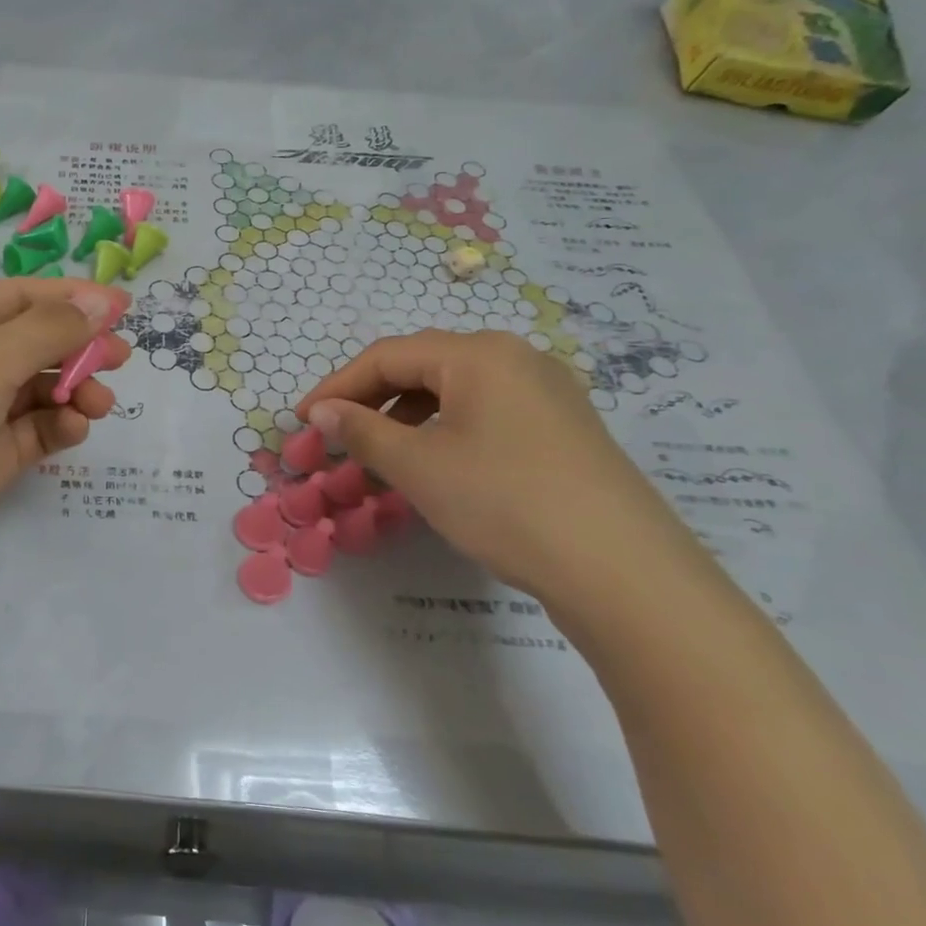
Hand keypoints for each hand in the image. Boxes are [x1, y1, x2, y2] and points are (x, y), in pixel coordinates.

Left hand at [0, 279, 131, 623]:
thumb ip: (50, 330)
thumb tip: (102, 303)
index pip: (18, 297)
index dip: (72, 299)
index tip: (125, 308)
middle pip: (32, 344)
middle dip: (77, 348)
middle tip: (121, 359)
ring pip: (36, 391)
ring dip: (72, 391)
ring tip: (98, 404)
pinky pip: (31, 433)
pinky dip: (56, 427)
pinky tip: (74, 429)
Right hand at [296, 330, 702, 604]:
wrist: (622, 571)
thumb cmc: (505, 502)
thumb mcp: (419, 466)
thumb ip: (362, 431)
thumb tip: (322, 412)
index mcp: (479, 354)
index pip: (387, 356)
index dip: (337, 386)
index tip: (303, 421)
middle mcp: (515, 358)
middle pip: (422, 367)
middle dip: (370, 400)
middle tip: (335, 436)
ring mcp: (546, 392)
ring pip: (454, 392)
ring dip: (405, 417)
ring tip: (378, 455)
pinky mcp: (562, 428)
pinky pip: (485, 413)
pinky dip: (444, 431)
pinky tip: (433, 465)